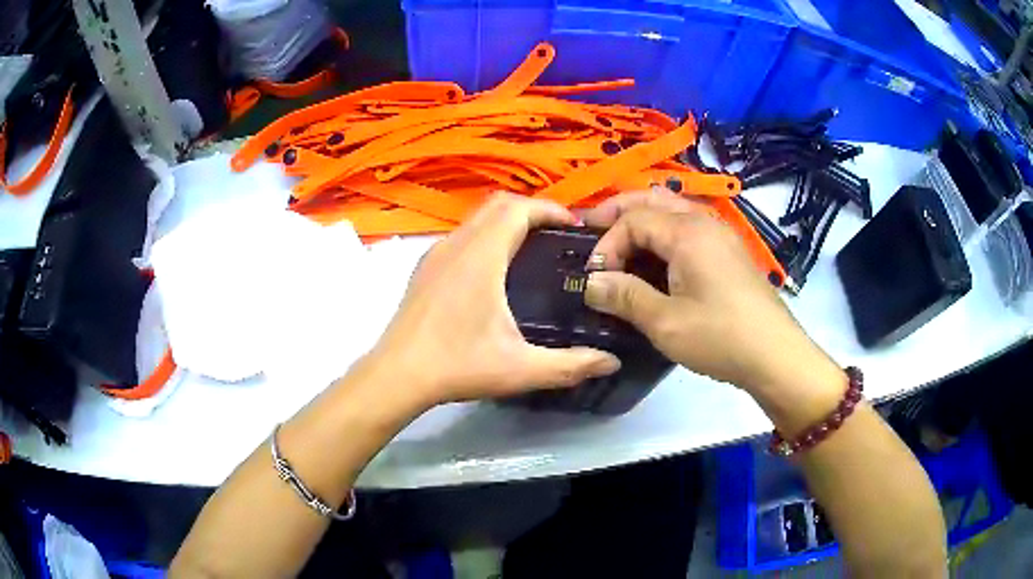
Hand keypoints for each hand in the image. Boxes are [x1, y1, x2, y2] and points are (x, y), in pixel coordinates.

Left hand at [360, 192, 620, 412]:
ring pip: (477, 218)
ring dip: (507, 222)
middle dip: (533, 210)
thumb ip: (571, 365)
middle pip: (499, 205)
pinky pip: (462, 235)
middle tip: (559, 237)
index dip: (551, 209)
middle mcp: (456, 244)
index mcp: (481, 256)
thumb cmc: (457, 365)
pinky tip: (495, 271)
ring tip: (533, 249)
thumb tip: (611, 362)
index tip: (576, 226)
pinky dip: (486, 236)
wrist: (396, 375)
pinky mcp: (424, 268)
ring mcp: (435, 254)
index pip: (519, 209)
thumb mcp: (521, 369)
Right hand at [582, 191, 843, 421]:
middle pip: (652, 199)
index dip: (606, 244)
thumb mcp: (665, 322)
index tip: (594, 279)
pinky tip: (657, 259)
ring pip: (673, 209)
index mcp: (687, 231)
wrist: (775, 354)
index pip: (633, 219)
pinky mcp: (729, 251)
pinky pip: (689, 226)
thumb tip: (591, 283)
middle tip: (591, 228)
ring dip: (642, 219)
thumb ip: (624, 296)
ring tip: (620, 242)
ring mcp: (721, 234)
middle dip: (618, 211)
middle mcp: (704, 221)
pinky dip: (664, 232)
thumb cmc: (720, 336)